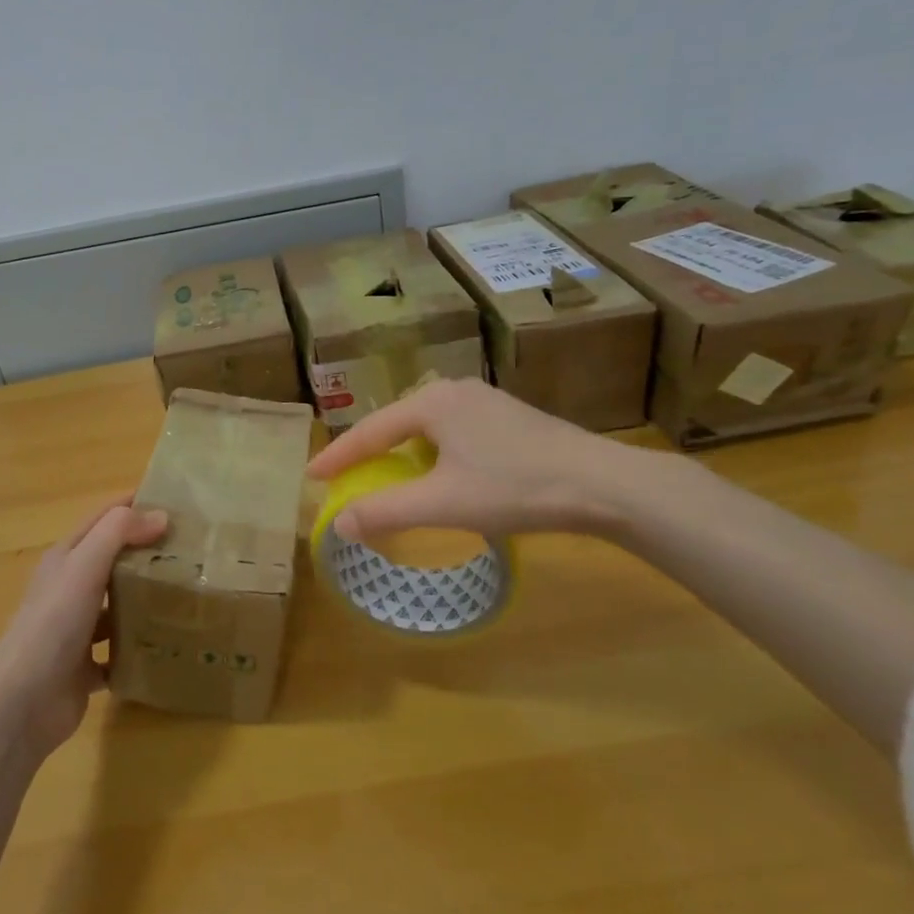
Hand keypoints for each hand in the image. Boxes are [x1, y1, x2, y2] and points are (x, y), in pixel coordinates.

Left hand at [0, 498, 167, 759]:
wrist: (24, 703)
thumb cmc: (53, 623)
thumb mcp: (84, 565)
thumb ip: (119, 533)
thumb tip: (160, 514)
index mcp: (65, 558)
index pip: (103, 519)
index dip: (133, 505)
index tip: (175, 500)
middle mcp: (69, 589)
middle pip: (112, 560)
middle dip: (147, 551)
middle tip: (193, 549)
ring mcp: (77, 630)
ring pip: (117, 605)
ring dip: (146, 598)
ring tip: (189, 593)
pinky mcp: (85, 667)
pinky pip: (119, 650)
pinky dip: (140, 646)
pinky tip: (169, 643)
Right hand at [306, 378, 654, 542]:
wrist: (604, 484)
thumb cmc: (514, 488)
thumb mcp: (442, 503)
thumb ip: (385, 511)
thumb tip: (339, 522)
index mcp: (432, 402)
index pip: (370, 430)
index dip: (338, 456)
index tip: (310, 475)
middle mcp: (454, 390)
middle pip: (397, 424)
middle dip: (370, 452)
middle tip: (346, 477)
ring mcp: (485, 401)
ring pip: (427, 428)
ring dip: (403, 454)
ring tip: (388, 477)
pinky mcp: (509, 418)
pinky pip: (453, 432)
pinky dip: (433, 454)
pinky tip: (441, 474)